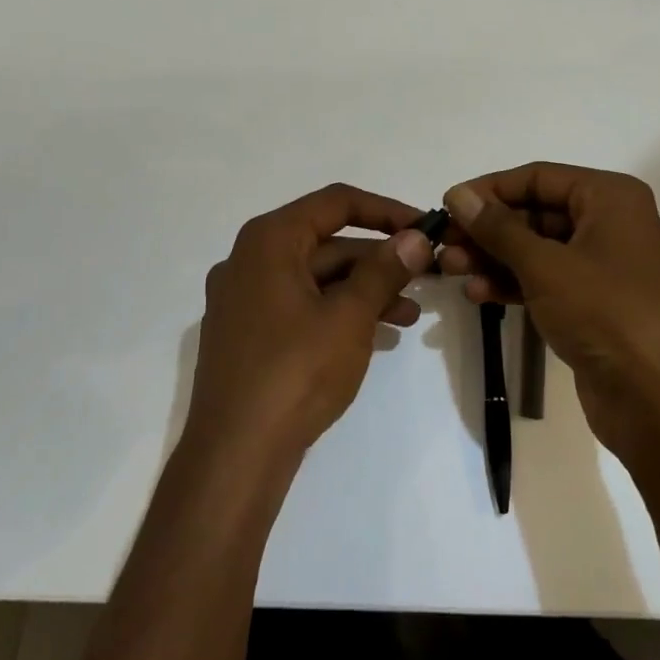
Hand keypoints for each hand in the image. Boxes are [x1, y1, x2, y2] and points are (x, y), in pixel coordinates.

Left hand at [187, 184, 434, 465]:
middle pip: (326, 243)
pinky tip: (376, 335)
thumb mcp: (350, 316)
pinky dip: (337, 312)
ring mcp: (244, 300)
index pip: (336, 203)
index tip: (424, 227)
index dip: (385, 210)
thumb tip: (416, 237)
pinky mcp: (247, 335)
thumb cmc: (295, 372)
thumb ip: (384, 270)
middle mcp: (250, 260)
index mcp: (269, 240)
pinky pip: (300, 307)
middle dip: (378, 260)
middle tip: (425, 276)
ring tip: (410, 315)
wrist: (235, 456)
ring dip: (364, 291)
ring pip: (316, 279)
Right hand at [439, 164, 659, 464]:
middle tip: (444, 245)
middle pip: (535, 213)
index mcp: (609, 197)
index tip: (448, 205)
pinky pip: (545, 281)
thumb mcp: (545, 265)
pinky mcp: (593, 304)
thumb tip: (458, 195)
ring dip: (494, 258)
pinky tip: (478, 294)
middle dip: (488, 230)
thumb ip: (498, 228)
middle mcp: (609, 223)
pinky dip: (513, 284)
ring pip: (536, 249)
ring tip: (450, 270)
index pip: (538, 177)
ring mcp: (602, 266)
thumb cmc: (606, 313)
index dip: (490, 189)